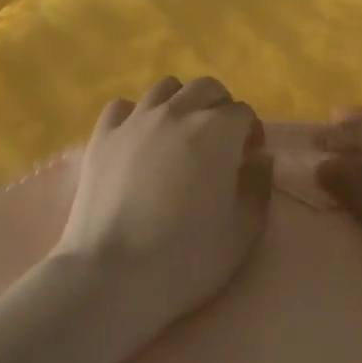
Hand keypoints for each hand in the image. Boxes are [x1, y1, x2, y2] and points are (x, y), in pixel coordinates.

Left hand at [56, 77, 273, 340]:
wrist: (113, 274)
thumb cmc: (187, 257)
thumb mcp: (244, 231)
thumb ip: (258, 186)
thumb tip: (259, 158)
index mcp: (217, 130)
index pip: (243, 112)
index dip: (250, 132)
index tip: (249, 157)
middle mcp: (177, 112)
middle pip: (206, 88)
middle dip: (220, 107)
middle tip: (220, 142)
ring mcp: (135, 120)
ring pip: (165, 88)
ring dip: (181, 103)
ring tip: (180, 135)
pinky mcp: (102, 135)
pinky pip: (124, 106)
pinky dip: (137, 114)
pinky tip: (139, 139)